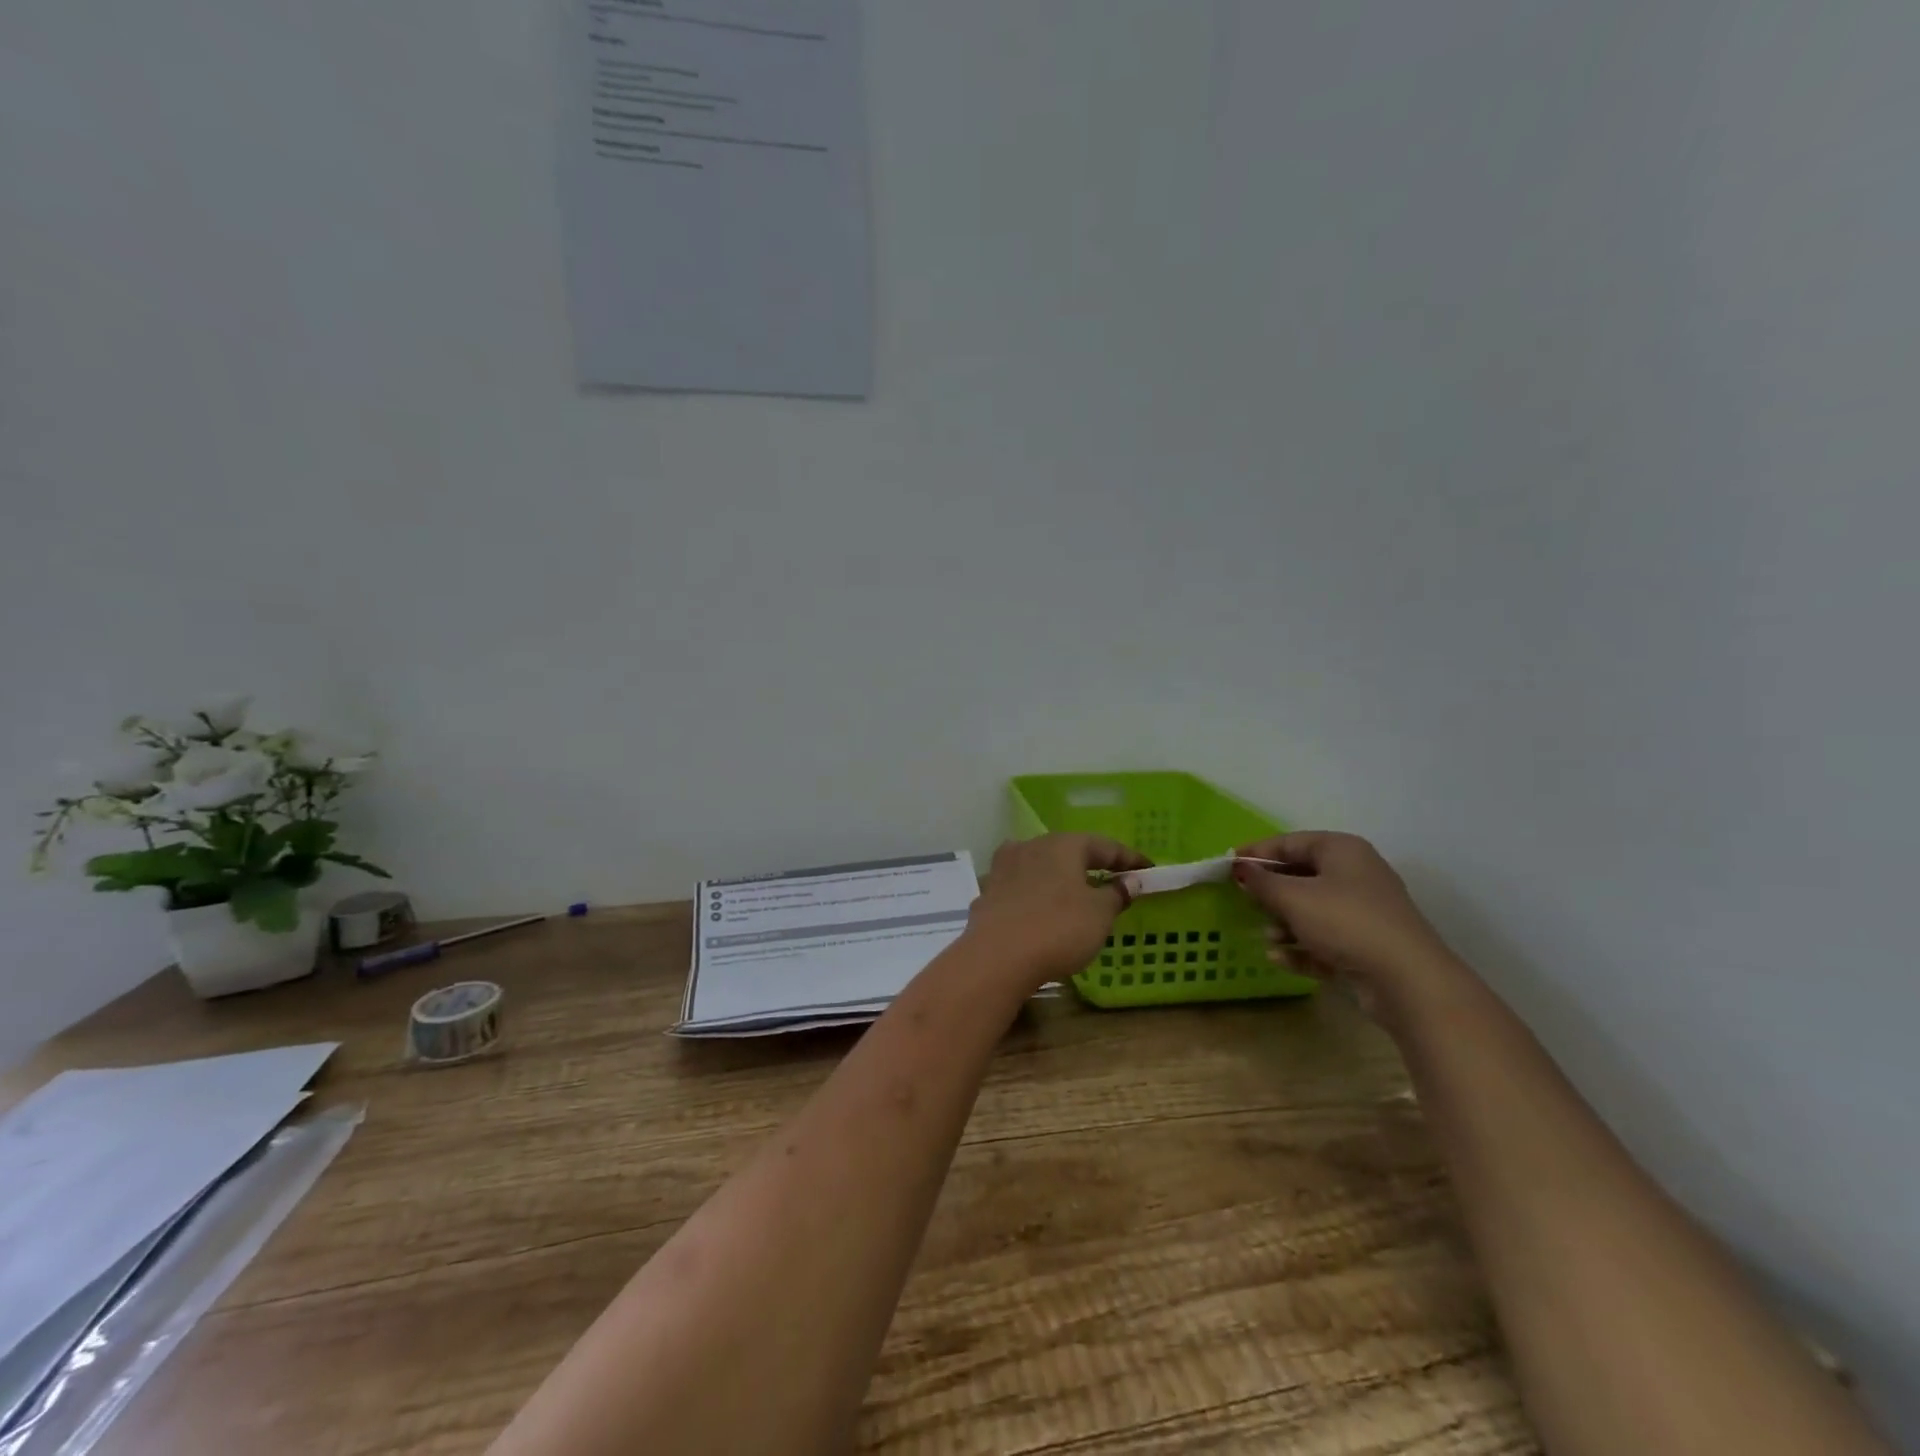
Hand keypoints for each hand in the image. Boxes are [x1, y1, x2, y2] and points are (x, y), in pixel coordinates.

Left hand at [964, 834, 1151, 991]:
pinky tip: (1042, 910)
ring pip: (1041, 867)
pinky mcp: (988, 893)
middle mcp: (1031, 846)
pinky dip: (1038, 896)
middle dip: (1091, 865)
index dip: (1129, 859)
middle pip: (1069, 852)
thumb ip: (1116, 894)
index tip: (1149, 869)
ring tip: (1077, 895)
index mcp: (1063, 844)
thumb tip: (1129, 881)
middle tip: (1114, 880)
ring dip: (1060, 878)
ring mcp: (1004, 868)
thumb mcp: (1099, 914)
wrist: (996, 957)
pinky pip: (1022, 889)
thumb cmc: (1058, 928)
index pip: (1104, 846)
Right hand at [1232, 831, 1462, 1022]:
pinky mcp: (1366, 946)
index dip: (1256, 852)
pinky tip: (1280, 958)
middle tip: (1246, 902)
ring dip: (1284, 923)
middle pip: (1301, 876)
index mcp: (1341, 850)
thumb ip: (1261, 882)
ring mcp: (1363, 912)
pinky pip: (1324, 940)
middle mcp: (1355, 875)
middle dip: (1271, 892)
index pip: (1290, 842)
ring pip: (1312, 910)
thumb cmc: (1344, 922)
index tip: (1228, 866)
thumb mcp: (1293, 897)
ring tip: (1269, 937)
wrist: (1407, 980)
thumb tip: (1240, 869)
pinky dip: (1301, 947)